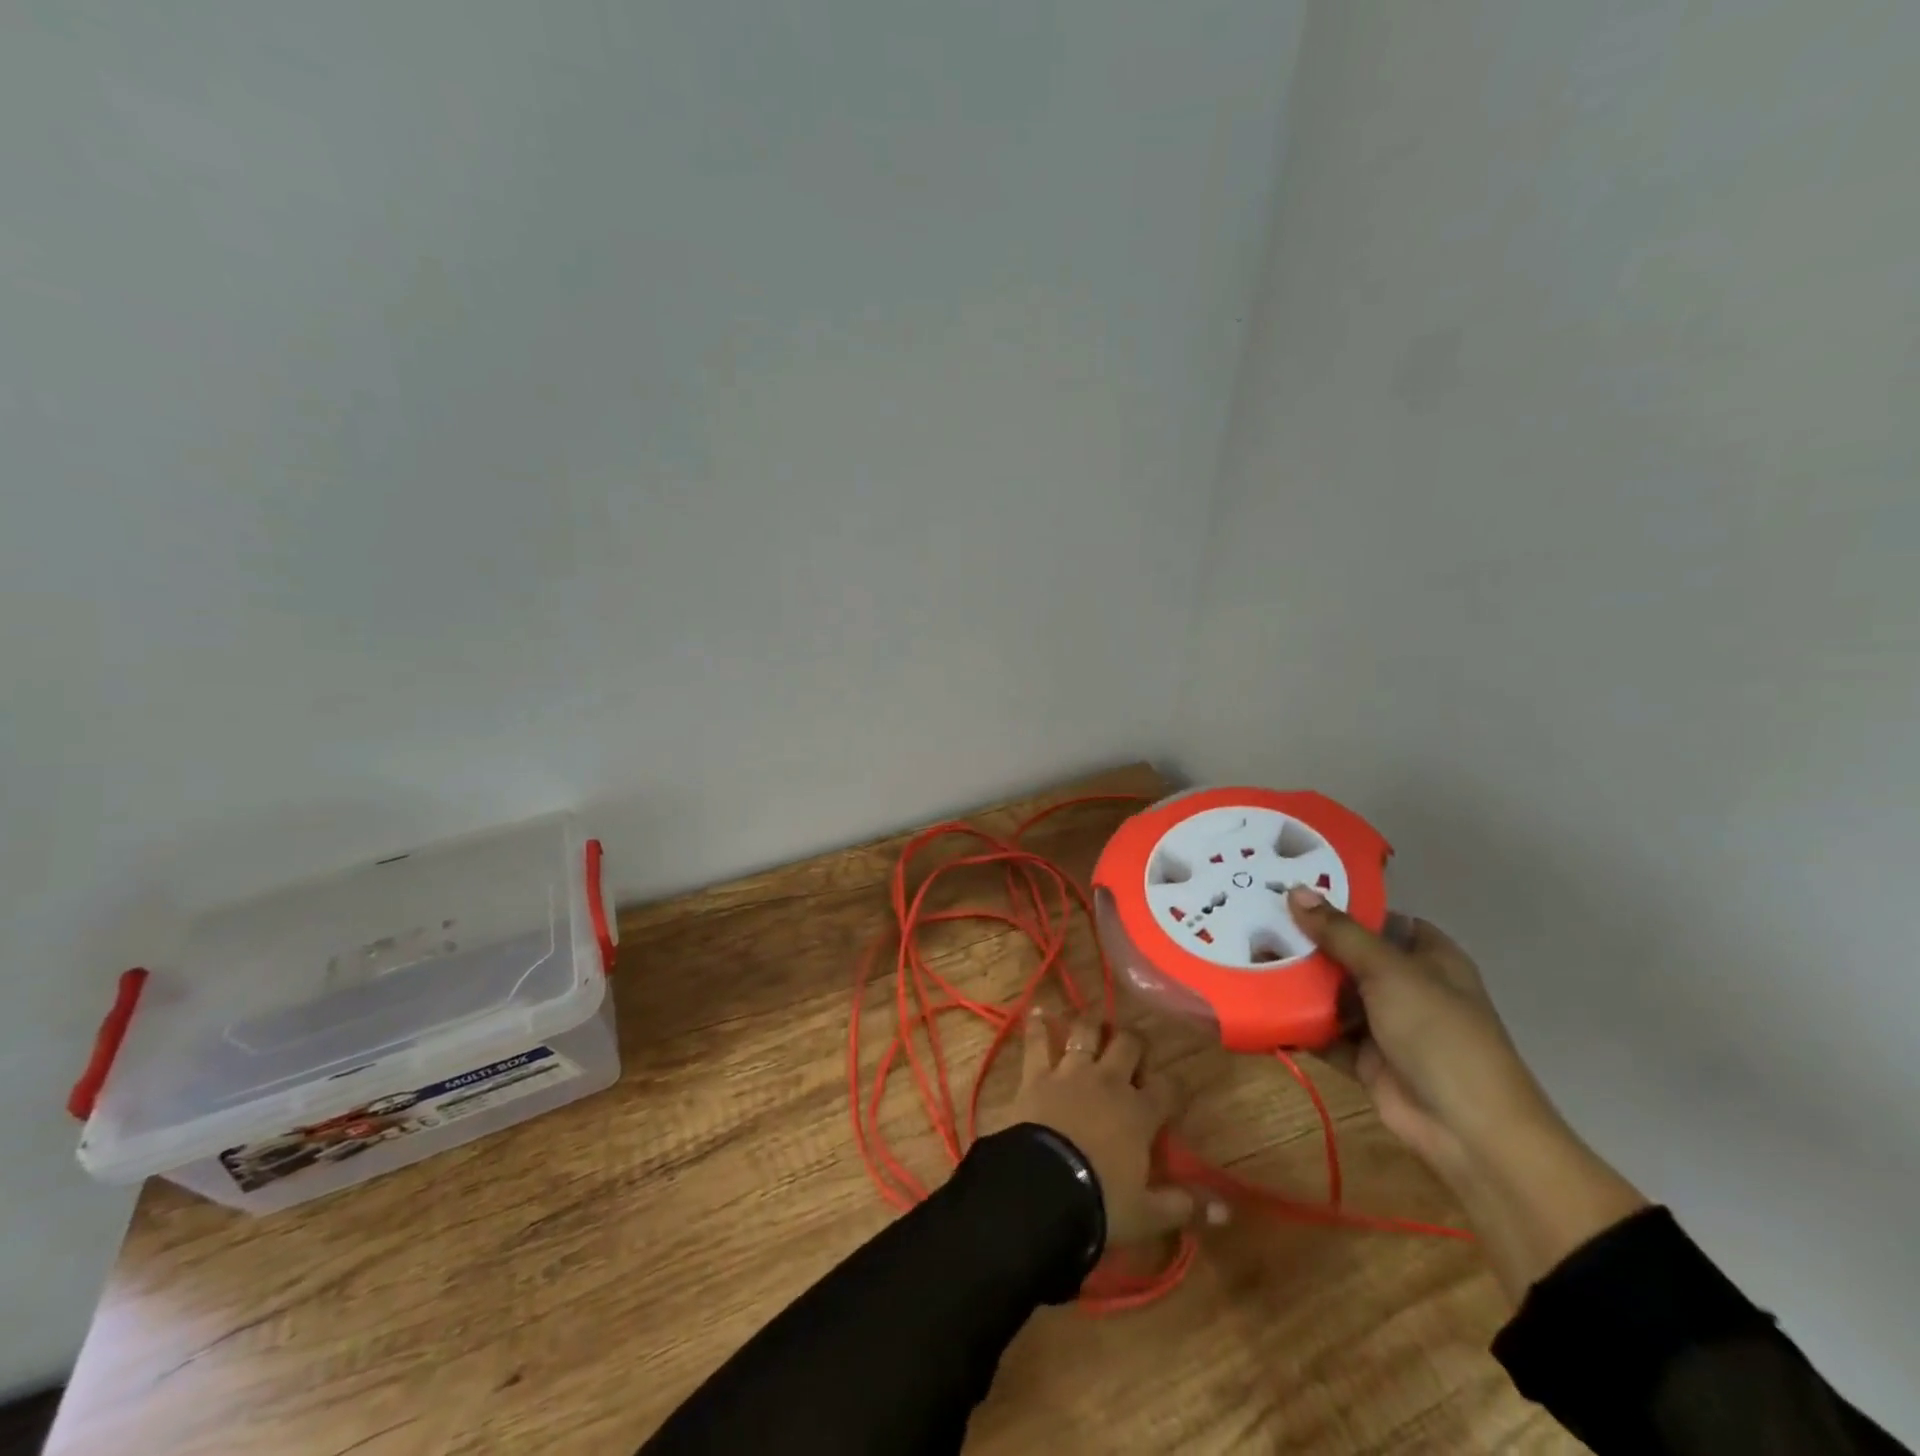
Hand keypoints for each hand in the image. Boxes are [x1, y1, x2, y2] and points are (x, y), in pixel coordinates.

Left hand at [1004, 1011, 1209, 1245]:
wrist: (1043, 1188)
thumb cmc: (1100, 1201)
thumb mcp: (1148, 1214)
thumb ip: (1184, 1206)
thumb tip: (1226, 1210)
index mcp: (1139, 1113)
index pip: (1169, 1089)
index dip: (1176, 1085)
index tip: (1179, 1086)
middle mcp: (1108, 1081)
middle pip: (1128, 1045)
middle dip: (1134, 1042)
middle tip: (1134, 1046)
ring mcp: (1071, 1073)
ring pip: (1085, 1034)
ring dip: (1091, 1024)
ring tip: (1094, 1020)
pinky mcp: (1037, 1074)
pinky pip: (1037, 1042)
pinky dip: (1037, 1025)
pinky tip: (1037, 1010)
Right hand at [1287, 887, 1648, 1298]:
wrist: (1467, 1129)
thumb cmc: (1439, 1033)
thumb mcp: (1390, 971)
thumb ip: (1340, 933)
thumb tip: (1295, 890)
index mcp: (1427, 956)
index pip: (1378, 917)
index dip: (1339, 902)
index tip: (1289, 887)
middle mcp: (1405, 984)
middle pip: (1347, 953)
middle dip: (1306, 941)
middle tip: (1250, 917)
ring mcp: (1384, 1022)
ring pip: (1331, 992)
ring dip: (1295, 981)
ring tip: (1243, 954)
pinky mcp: (1363, 1056)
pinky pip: (1322, 1031)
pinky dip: (1295, 1021)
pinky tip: (1256, 1002)